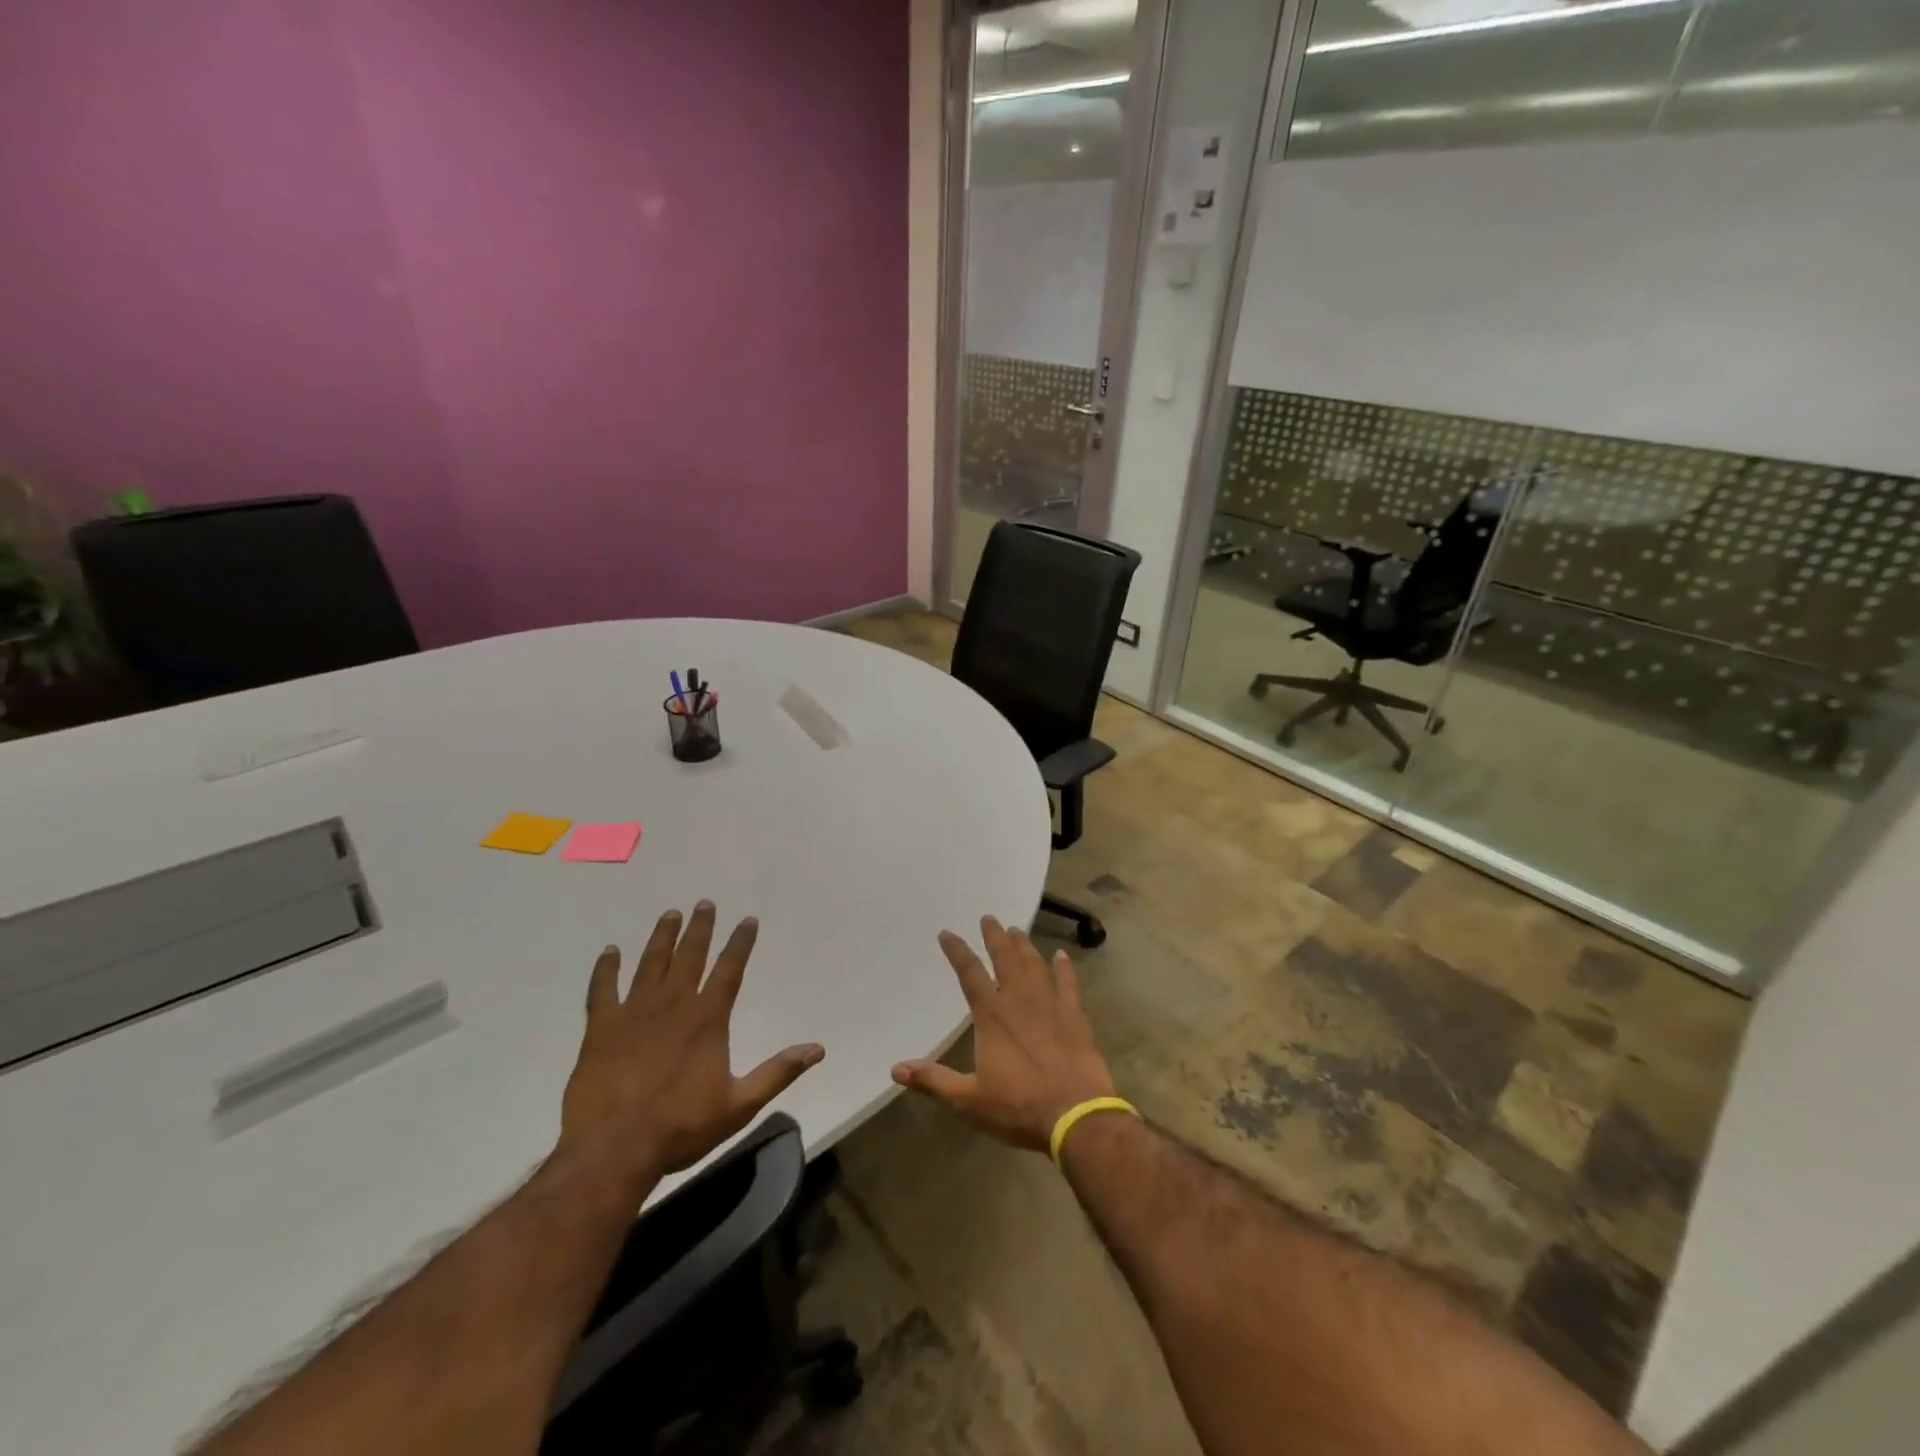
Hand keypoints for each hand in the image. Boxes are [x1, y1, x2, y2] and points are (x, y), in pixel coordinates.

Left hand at [558, 902, 823, 1194]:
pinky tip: (610, 951)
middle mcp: (673, 1004)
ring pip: (651, 963)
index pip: (730, 969)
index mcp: (707, 1018)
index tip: (748, 920)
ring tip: (670, 914)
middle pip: (690, 955)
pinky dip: (606, 968)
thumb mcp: (739, 1105)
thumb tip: (818, 1049)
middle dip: (700, 928)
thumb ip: (778, 1072)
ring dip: (662, 937)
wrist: (613, 1148)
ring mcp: (634, 1012)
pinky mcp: (601, 1028)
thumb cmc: (680, 1126)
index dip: (740, 943)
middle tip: (704, 903)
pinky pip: (603, 989)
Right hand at [891, 916, 1114, 1152]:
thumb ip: (933, 1080)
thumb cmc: (1018, 1107)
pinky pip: (1068, 984)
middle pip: (1005, 958)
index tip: (946, 933)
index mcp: (991, 1015)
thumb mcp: (968, 1100)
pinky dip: (1064, 968)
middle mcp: (1019, 1000)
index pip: (969, 973)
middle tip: (989, 918)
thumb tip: (896, 1068)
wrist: (1075, 1115)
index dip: (956, 951)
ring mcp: (1050, 1005)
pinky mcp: (1075, 1017)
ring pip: (1035, 965)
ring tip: (1017, 931)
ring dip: (1024, 946)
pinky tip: (1062, 956)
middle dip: (994, 937)